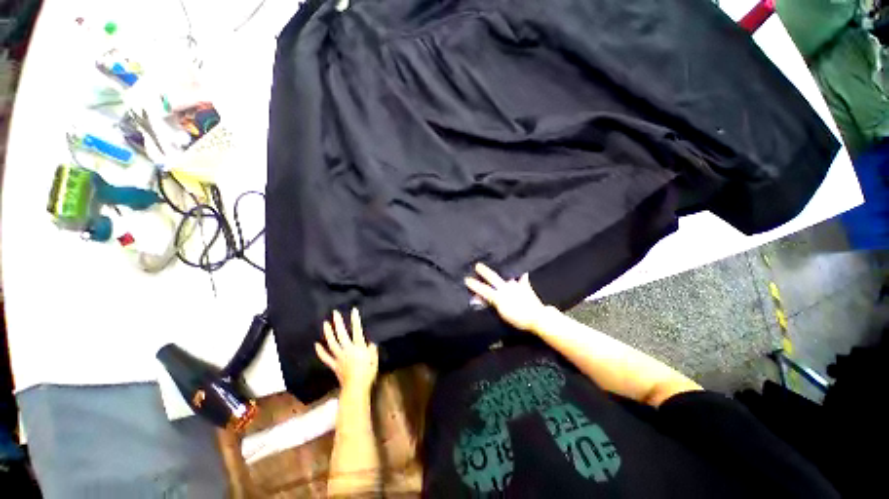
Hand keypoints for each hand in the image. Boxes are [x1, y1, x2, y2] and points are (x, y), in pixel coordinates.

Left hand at [315, 308, 378, 393]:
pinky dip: (320, 351)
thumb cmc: (368, 373)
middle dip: (338, 323)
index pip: (357, 330)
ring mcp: (339, 357)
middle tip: (335, 313)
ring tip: (325, 323)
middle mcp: (348, 349)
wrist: (356, 388)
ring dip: (328, 332)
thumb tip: (371, 342)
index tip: (353, 310)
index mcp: (359, 347)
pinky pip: (326, 357)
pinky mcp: (334, 365)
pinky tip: (316, 344)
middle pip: (342, 334)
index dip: (355, 320)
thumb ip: (372, 350)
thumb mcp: (375, 360)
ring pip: (332, 343)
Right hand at [464, 263, 550, 332]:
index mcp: (499, 296)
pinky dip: (521, 275)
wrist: (538, 318)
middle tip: (478, 265)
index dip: (474, 285)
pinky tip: (522, 271)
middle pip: (493, 278)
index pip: (483, 289)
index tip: (466, 279)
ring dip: (502, 272)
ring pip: (506, 276)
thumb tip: (479, 298)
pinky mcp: (526, 286)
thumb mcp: (501, 314)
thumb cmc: (518, 319)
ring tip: (500, 265)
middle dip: (484, 271)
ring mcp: (516, 286)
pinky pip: (522, 278)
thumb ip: (490, 304)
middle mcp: (506, 288)